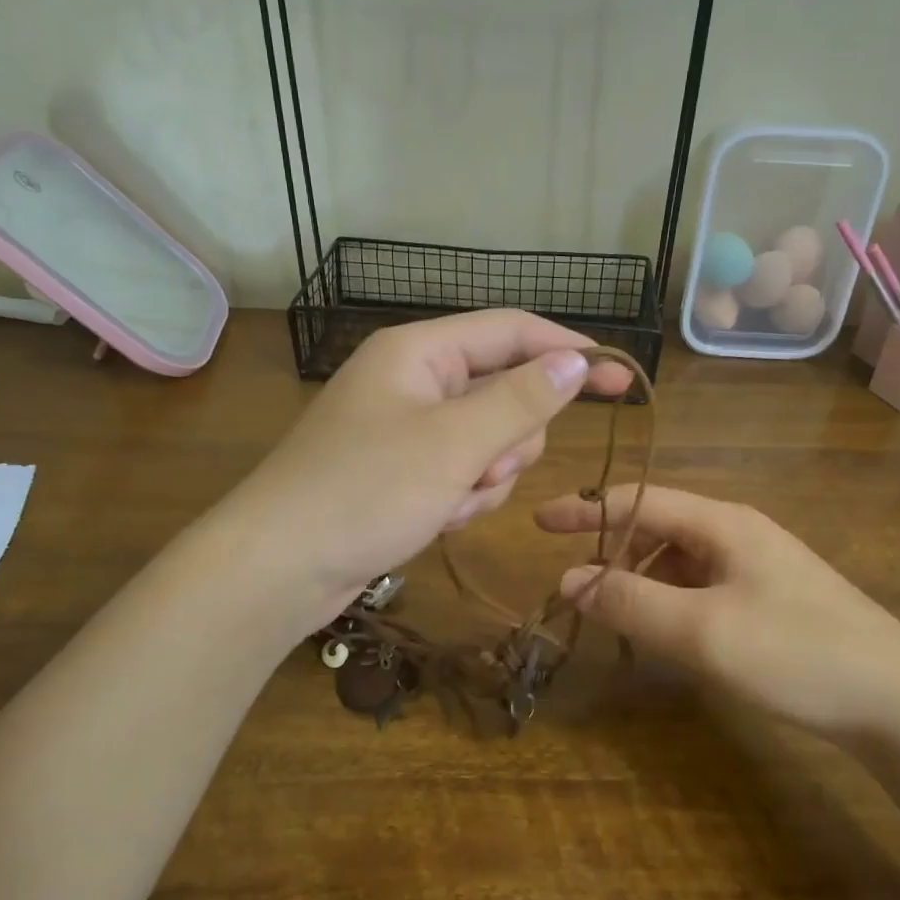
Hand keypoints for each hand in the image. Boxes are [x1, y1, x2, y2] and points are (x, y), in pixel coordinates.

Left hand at [221, 311, 630, 628]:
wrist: (278, 568)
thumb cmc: (366, 492)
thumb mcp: (454, 443)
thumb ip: (522, 398)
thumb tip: (576, 358)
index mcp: (419, 351)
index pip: (512, 331)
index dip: (570, 350)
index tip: (622, 379)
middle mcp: (413, 381)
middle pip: (503, 391)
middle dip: (509, 437)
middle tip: (484, 467)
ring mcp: (405, 429)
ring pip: (488, 440)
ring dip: (485, 475)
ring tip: (449, 501)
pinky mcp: (401, 472)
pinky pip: (461, 472)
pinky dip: (461, 497)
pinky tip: (435, 519)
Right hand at [534, 485, 899, 739]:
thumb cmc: (798, 654)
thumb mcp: (703, 630)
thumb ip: (631, 602)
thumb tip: (568, 581)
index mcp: (723, 523)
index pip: (638, 500)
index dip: (586, 509)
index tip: (538, 522)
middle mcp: (738, 534)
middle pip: (657, 528)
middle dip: (612, 551)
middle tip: (574, 588)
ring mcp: (758, 568)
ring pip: (678, 561)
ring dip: (640, 581)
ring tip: (613, 617)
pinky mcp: (770, 601)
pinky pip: (701, 589)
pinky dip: (670, 603)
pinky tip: (664, 634)